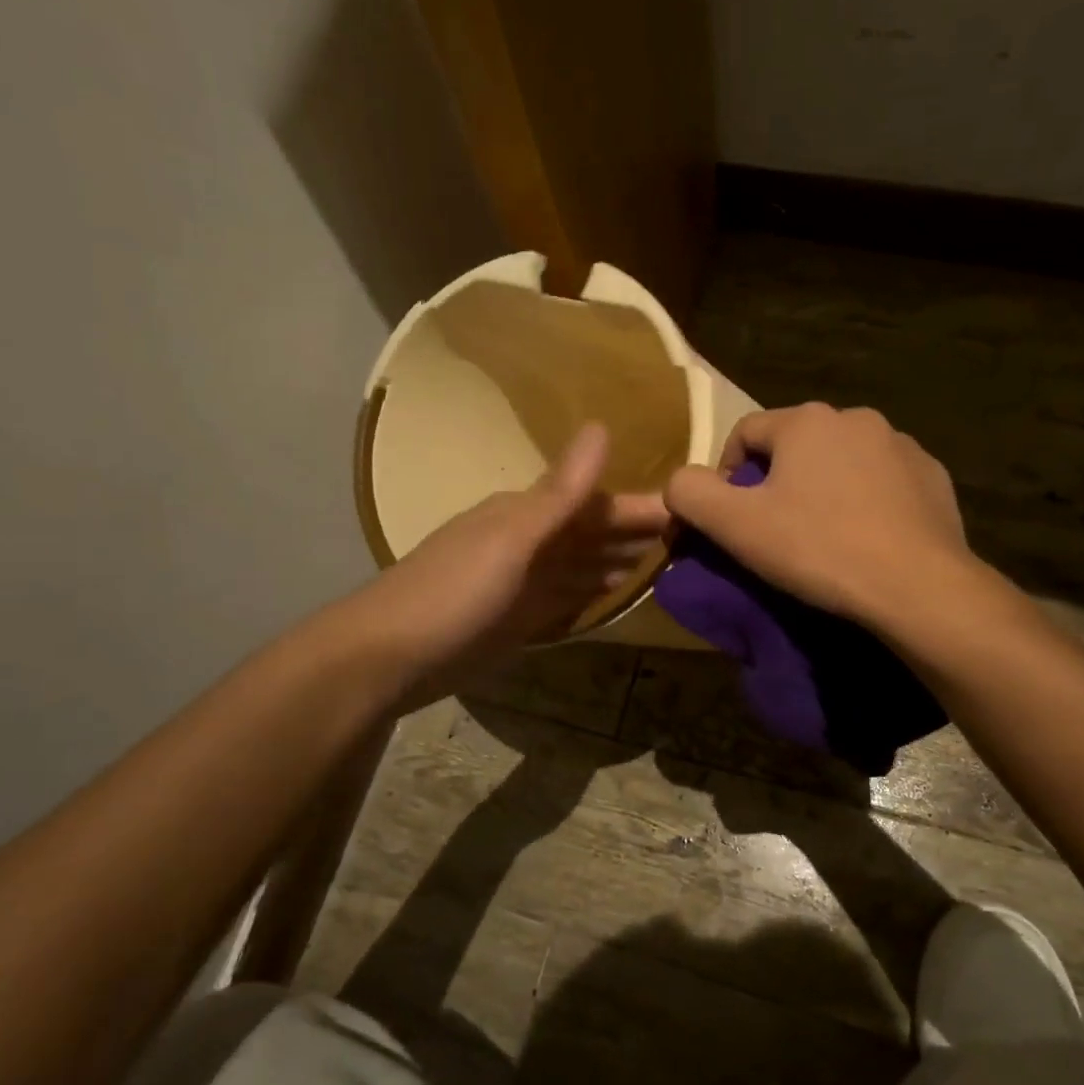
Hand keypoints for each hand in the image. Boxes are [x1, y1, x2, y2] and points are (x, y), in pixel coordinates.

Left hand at [352, 423, 669, 704]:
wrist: (390, 657)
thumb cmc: (454, 591)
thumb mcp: (512, 538)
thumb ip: (561, 492)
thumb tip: (601, 427)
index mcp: (526, 515)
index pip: (596, 504)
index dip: (640, 506)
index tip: (689, 507)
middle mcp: (527, 543)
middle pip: (591, 533)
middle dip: (635, 532)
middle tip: (692, 537)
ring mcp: (521, 583)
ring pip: (580, 565)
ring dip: (618, 561)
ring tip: (666, 562)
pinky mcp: (516, 619)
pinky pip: (566, 598)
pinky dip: (591, 593)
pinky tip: (615, 593)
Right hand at [664, 403, 970, 625]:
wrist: (917, 587)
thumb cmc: (818, 548)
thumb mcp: (736, 525)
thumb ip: (691, 493)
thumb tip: (679, 482)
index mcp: (806, 420)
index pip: (745, 433)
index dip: (726, 474)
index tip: (730, 519)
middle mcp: (857, 418)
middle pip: (795, 446)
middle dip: (777, 482)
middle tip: (774, 532)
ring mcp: (902, 446)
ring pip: (841, 463)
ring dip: (823, 490)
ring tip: (823, 538)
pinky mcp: (933, 477)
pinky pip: (883, 483)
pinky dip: (867, 502)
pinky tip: (867, 540)